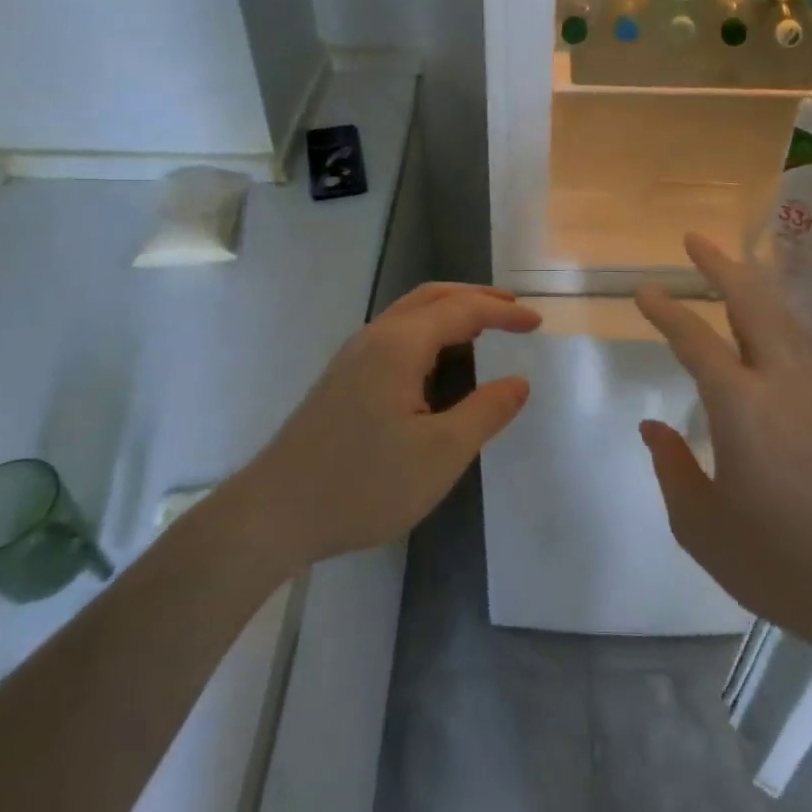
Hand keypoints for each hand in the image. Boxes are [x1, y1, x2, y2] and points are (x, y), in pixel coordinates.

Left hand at [250, 283, 539, 567]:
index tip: (538, 324)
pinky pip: (395, 335)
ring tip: (483, 329)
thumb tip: (518, 383)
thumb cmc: (364, 483)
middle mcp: (374, 337)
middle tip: (514, 310)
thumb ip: (486, 412)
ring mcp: (352, 357)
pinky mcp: (341, 379)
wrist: (273, 514)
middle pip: (432, 297)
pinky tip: (438, 362)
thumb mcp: (441, 453)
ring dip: (450, 312)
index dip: (503, 313)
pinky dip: (429, 332)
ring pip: (409, 314)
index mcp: (400, 345)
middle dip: (476, 298)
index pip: (462, 310)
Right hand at [635, 236, 811, 657]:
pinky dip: (778, 315)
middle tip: (695, 240)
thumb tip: (653, 428)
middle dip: (722, 266)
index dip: (667, 310)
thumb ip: (673, 469)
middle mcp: (781, 382)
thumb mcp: (702, 525)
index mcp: (741, 404)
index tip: (644, 289)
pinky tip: (772, 324)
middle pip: (753, 303)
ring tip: (734, 265)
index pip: (696, 339)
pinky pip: (801, 341)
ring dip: (756, 284)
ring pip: (784, 317)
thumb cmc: (779, 559)